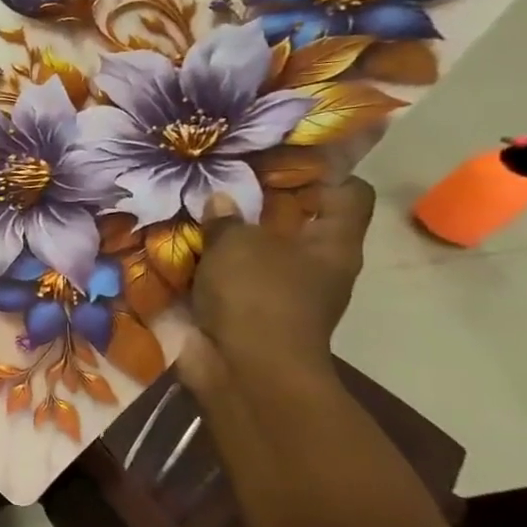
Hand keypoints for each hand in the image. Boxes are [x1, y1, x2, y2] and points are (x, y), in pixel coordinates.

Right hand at [179, 177, 374, 399]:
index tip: (281, 157)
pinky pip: (226, 280)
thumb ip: (229, 219)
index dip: (322, 171)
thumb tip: (222, 201)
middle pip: (295, 223)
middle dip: (260, 203)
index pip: (347, 194)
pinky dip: (206, 267)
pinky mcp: (244, 314)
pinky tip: (179, 249)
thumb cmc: (259, 297)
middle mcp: (313, 268)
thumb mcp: (240, 245)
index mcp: (333, 245)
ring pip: (255, 252)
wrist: (243, 369)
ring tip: (192, 210)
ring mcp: (278, 294)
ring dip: (227, 237)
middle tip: (222, 178)